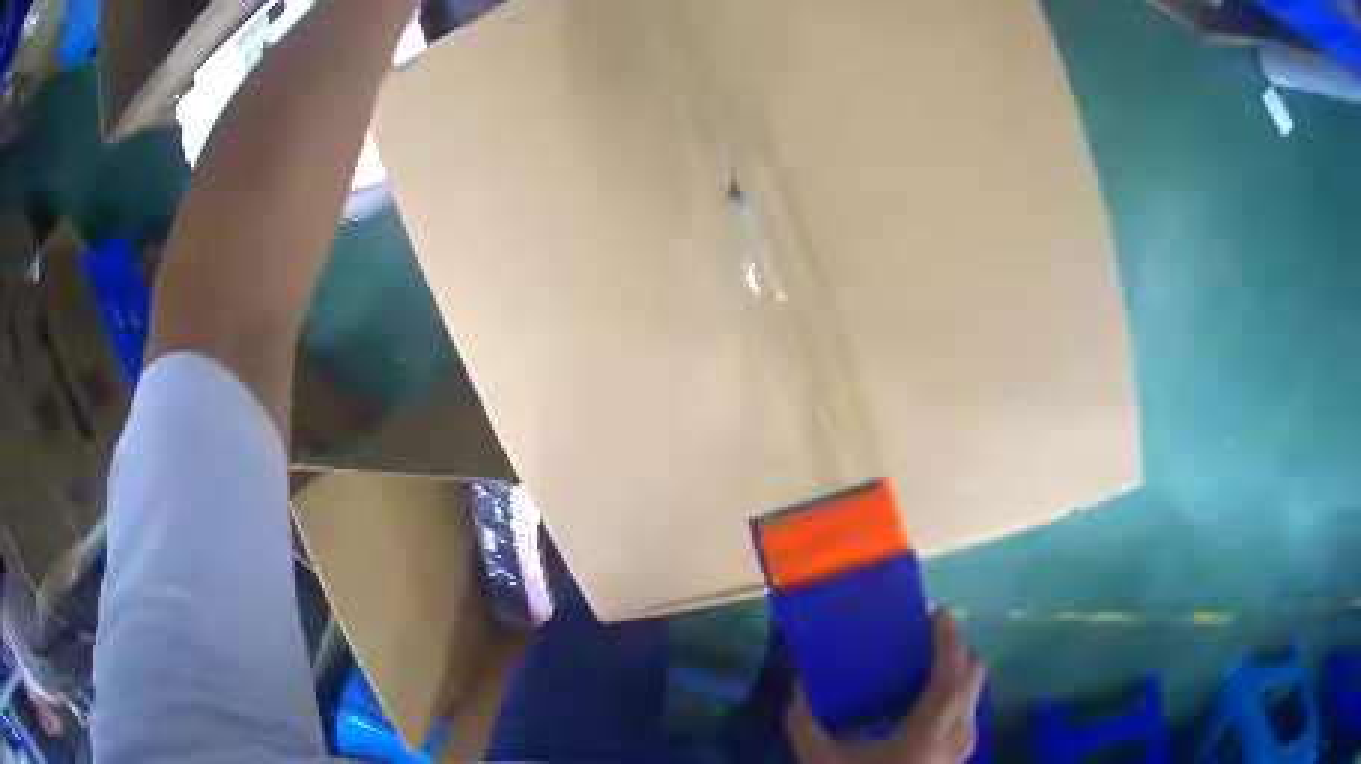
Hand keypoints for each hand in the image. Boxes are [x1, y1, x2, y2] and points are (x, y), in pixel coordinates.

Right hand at [787, 609, 985, 762]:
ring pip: (975, 699)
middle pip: (973, 680)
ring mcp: (959, 753)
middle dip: (958, 652)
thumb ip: (805, 722)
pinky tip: (932, 705)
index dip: (949, 642)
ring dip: (961, 675)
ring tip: (932, 667)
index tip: (937, 615)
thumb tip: (799, 684)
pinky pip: (968, 717)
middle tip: (931, 638)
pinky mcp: (955, 762)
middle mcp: (953, 739)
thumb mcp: (819, 760)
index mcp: (925, 735)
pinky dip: (958, 698)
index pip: (951, 676)